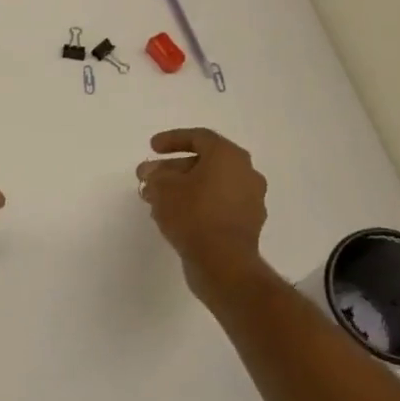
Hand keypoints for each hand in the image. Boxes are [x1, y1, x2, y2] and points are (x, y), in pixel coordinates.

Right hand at [137, 129, 271, 301]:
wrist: (223, 262)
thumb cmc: (193, 215)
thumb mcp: (163, 189)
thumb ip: (155, 176)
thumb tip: (152, 174)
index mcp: (229, 156)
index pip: (199, 138)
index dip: (172, 140)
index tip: (152, 148)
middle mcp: (246, 173)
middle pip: (205, 163)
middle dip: (173, 169)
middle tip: (149, 178)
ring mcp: (250, 200)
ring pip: (210, 186)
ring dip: (183, 189)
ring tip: (156, 201)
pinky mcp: (247, 225)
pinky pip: (218, 206)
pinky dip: (197, 206)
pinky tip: (174, 218)